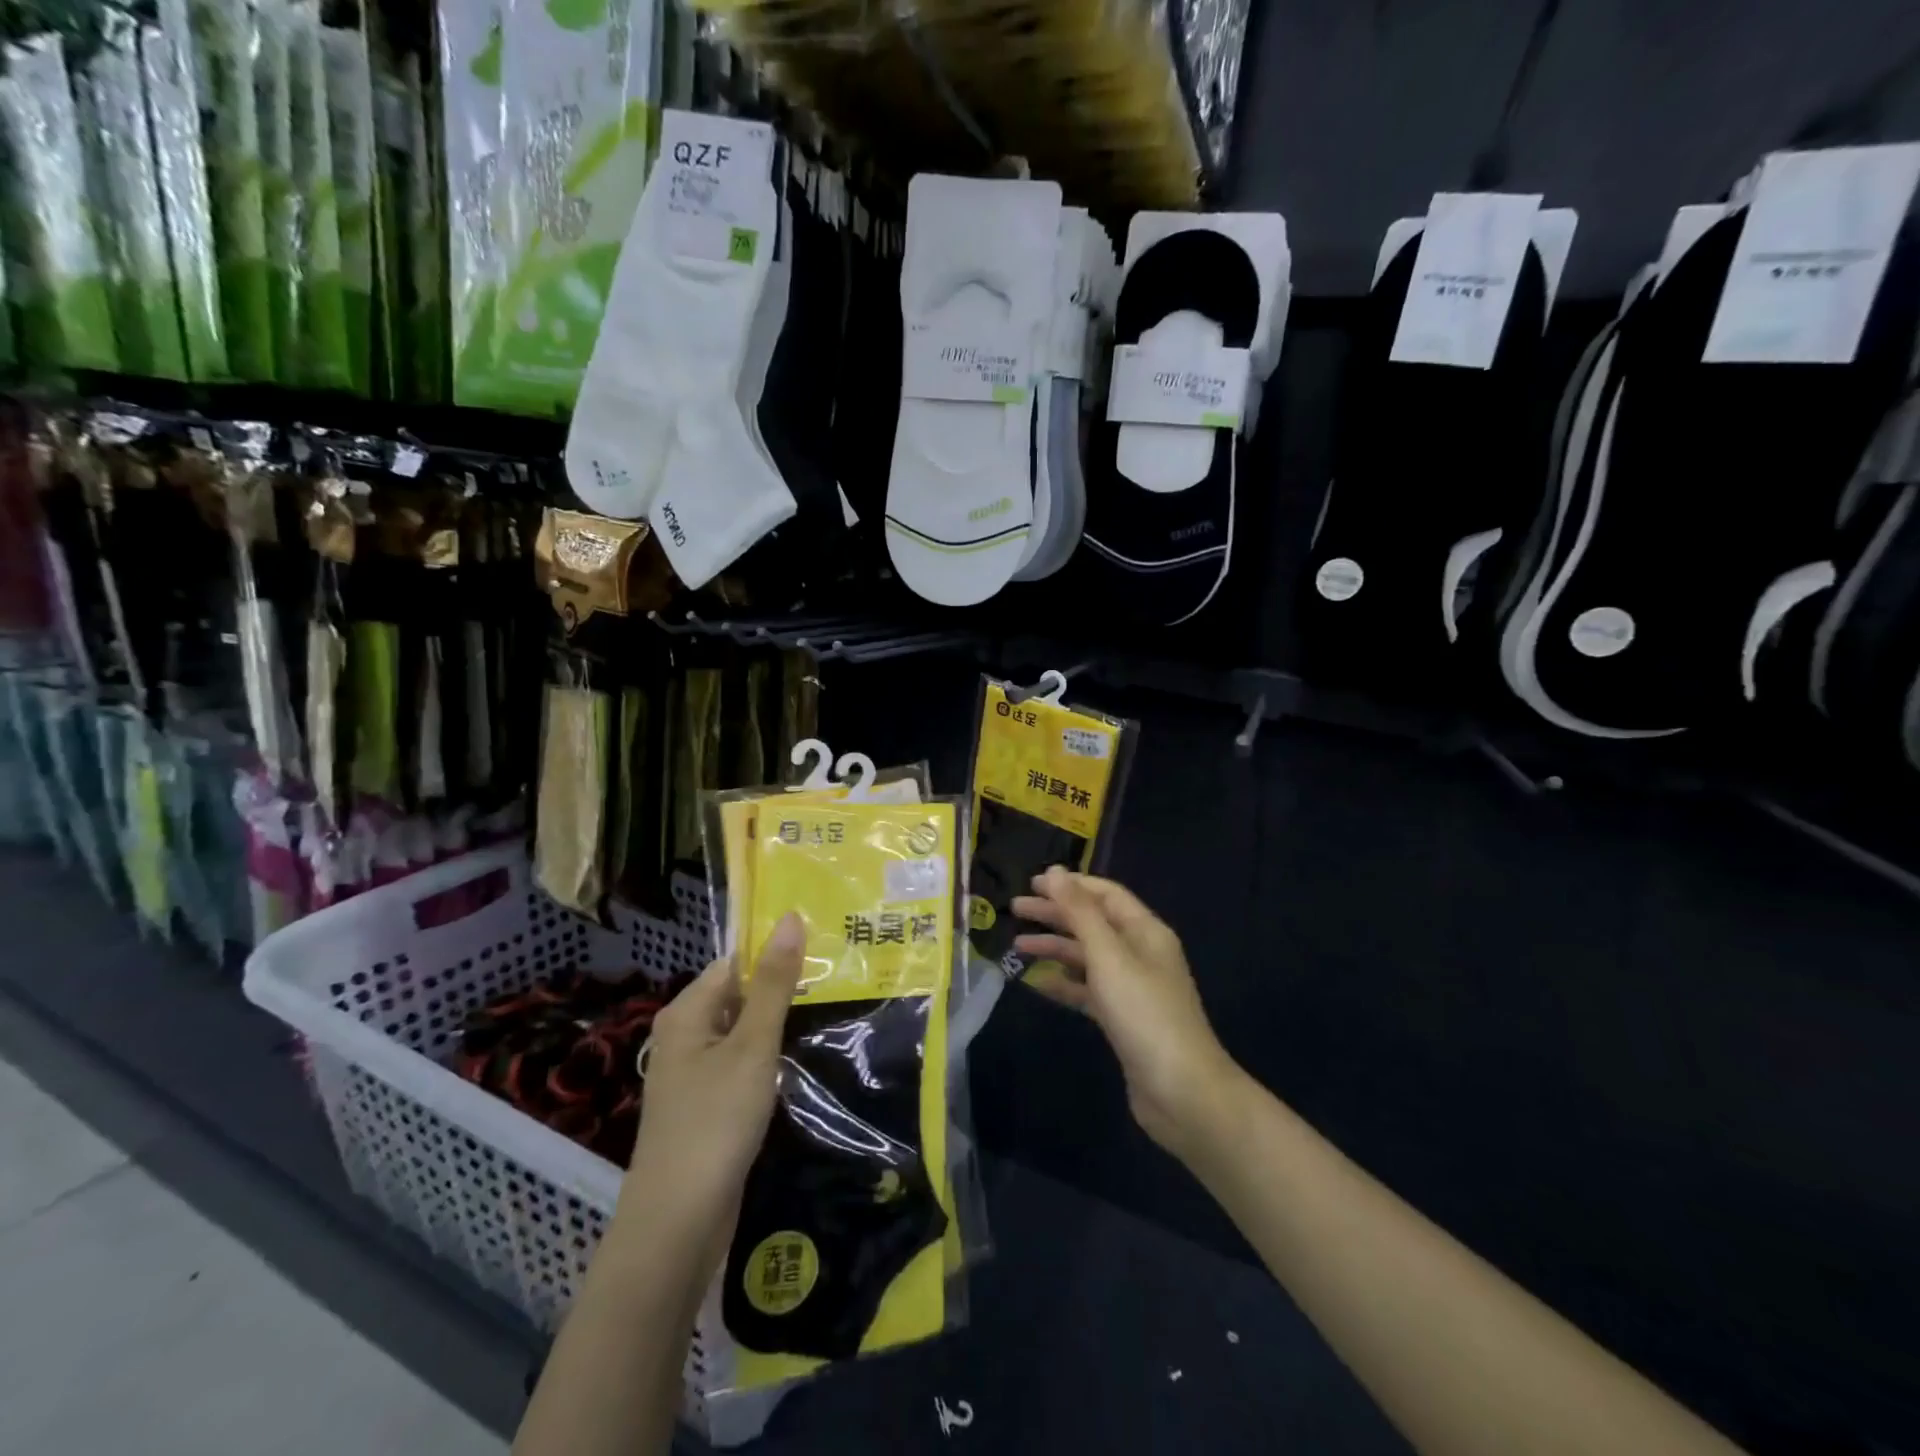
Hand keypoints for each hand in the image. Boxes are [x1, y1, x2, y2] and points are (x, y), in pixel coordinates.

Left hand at [619, 913, 804, 1246]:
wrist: (678, 1223)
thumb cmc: (715, 1121)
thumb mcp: (753, 1045)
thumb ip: (774, 983)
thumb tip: (790, 917)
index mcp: (687, 1012)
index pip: (734, 962)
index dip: (775, 955)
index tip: (821, 954)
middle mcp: (684, 1035)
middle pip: (738, 995)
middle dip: (780, 991)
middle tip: (834, 982)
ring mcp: (692, 1074)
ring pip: (742, 1032)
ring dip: (776, 1026)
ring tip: (826, 1013)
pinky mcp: (705, 1105)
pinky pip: (739, 1064)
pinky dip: (766, 1059)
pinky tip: (796, 1063)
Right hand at [1012, 868, 1241, 1155]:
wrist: (1182, 1091)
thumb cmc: (1144, 1013)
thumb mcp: (1109, 955)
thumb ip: (1080, 912)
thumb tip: (1056, 871)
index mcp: (1145, 931)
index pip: (1105, 894)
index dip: (1070, 885)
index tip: (1032, 882)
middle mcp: (1141, 953)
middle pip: (1093, 923)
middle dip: (1056, 913)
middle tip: (1015, 910)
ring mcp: (1133, 988)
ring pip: (1088, 957)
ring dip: (1055, 947)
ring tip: (1017, 945)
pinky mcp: (1123, 1019)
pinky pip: (1088, 990)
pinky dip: (1064, 983)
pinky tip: (1038, 984)